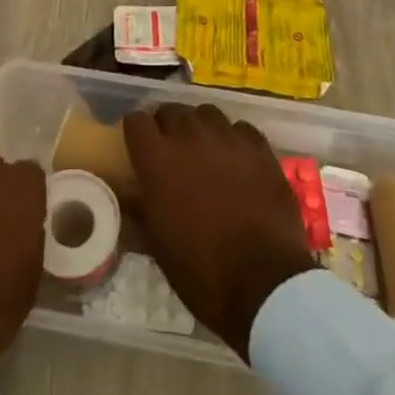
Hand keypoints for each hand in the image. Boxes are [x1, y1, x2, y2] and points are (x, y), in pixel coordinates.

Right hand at [123, 104, 315, 361]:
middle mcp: (189, 136)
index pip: (136, 121)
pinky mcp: (259, 146)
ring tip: (206, 151)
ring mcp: (227, 137)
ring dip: (201, 128)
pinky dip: (234, 140)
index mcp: (158, 159)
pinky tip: (238, 161)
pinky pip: (240, 129)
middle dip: (167, 126)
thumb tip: (129, 194)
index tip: (140, 147)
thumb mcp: (157, 246)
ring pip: (206, 113)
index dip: (137, 133)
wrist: (265, 284)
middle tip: (173, 151)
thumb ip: (140, 208)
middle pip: (171, 110)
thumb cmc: (202, 272)